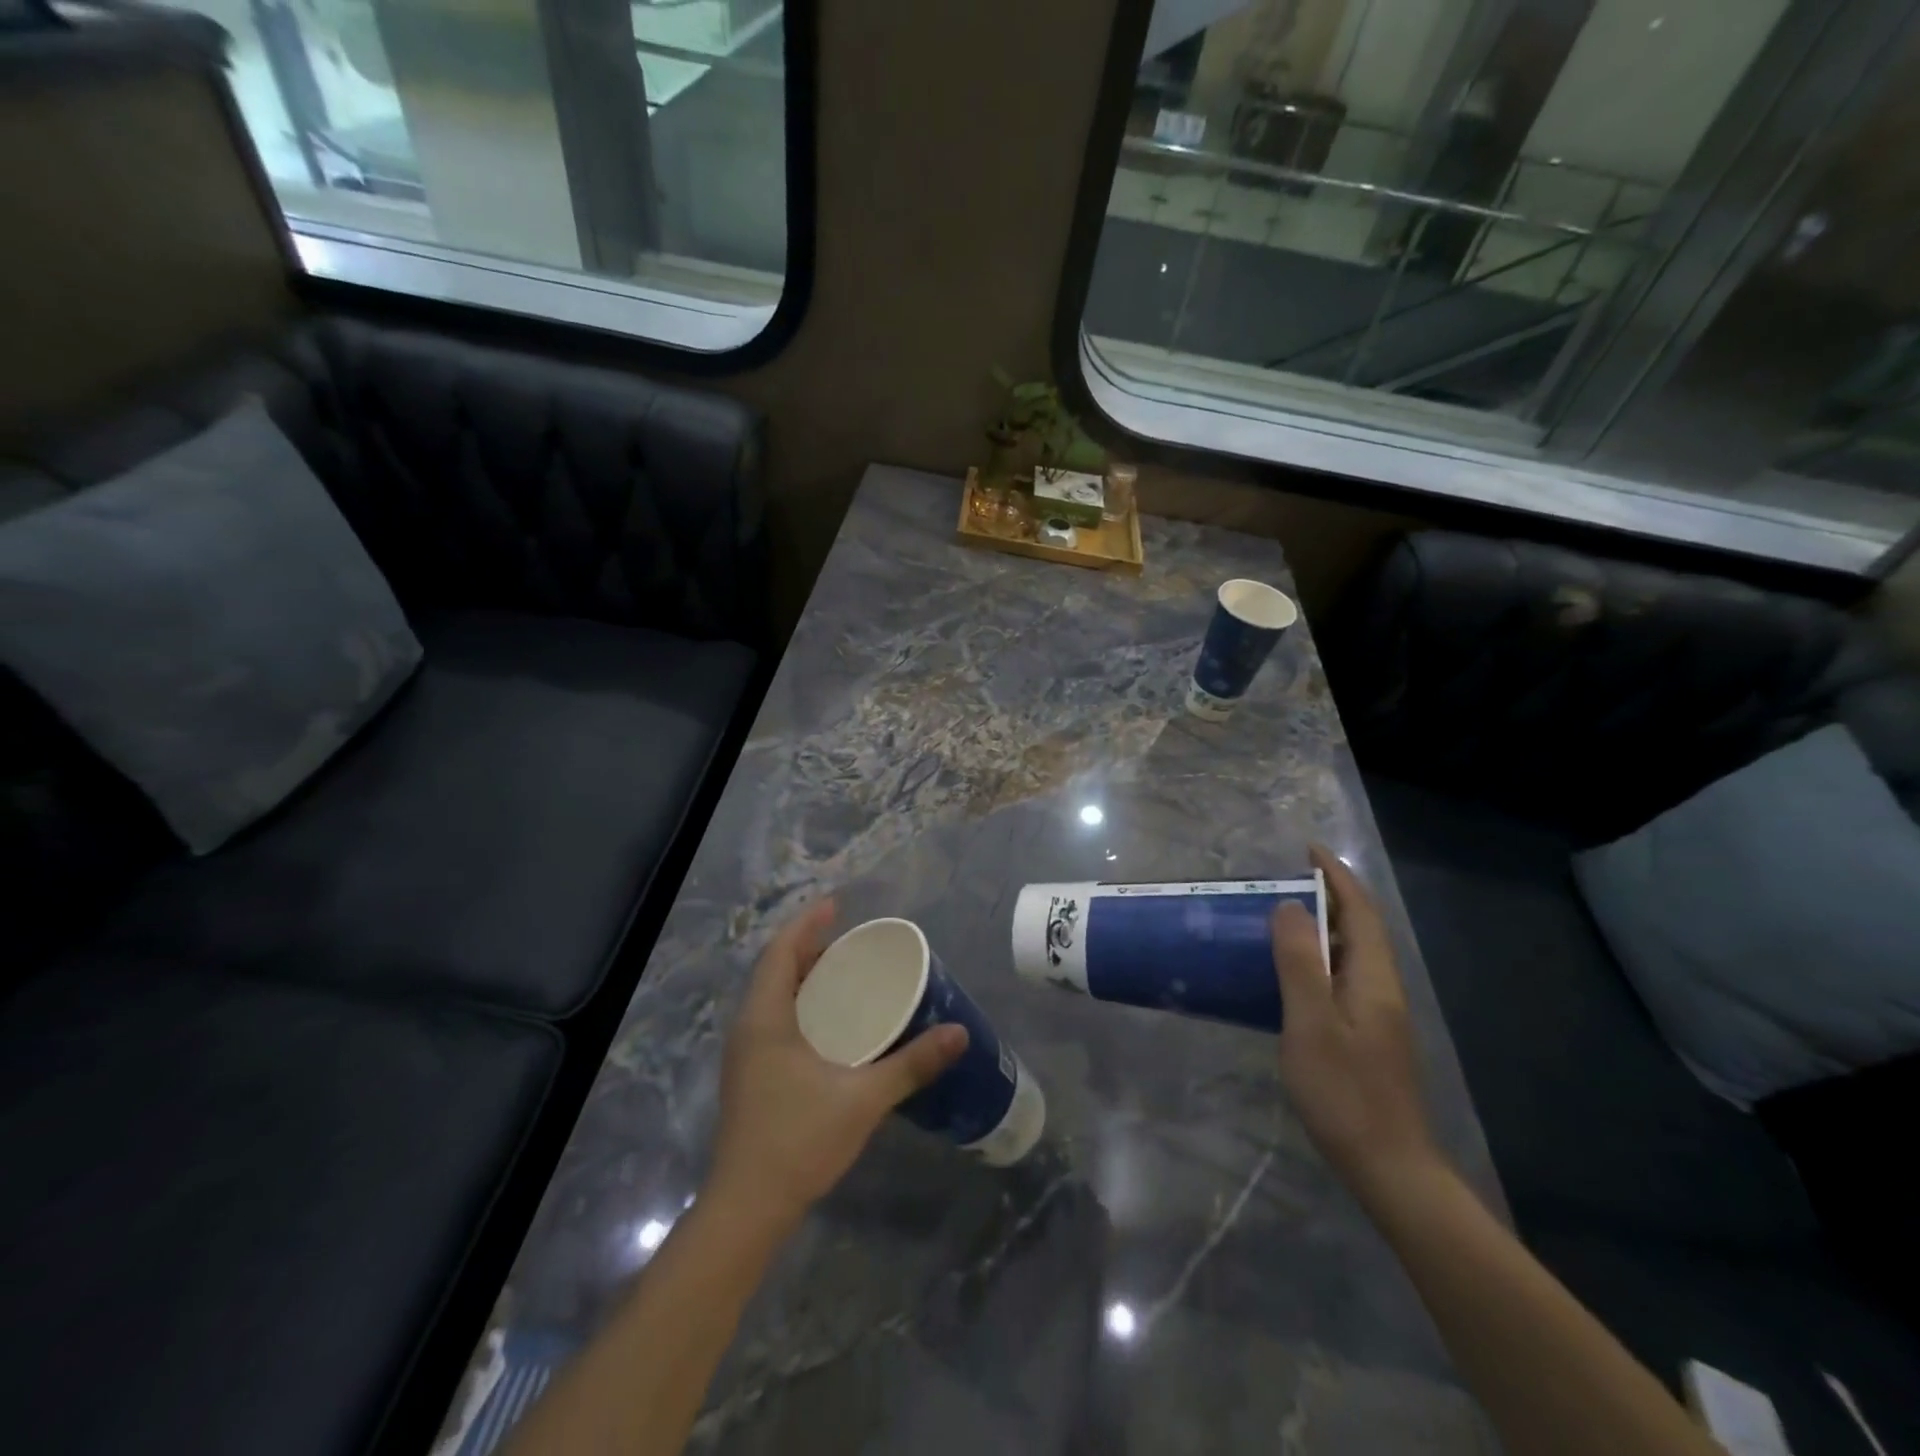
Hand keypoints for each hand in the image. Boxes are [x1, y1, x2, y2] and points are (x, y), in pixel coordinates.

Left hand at [708, 901, 967, 1230]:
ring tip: (844, 973)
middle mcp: (749, 1028)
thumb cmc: (799, 1141)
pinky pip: (775, 1020)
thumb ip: (911, 1064)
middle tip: (851, 941)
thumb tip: (959, 1033)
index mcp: (764, 1019)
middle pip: (776, 970)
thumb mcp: (863, 1098)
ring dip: (804, 977)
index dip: (806, 923)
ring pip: (774, 997)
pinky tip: (830, 1023)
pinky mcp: (751, 1076)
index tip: (836, 905)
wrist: (747, 1209)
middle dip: (809, 948)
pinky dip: (801, 1004)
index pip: (780, 952)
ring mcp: (746, 1055)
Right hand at [1272, 846, 1442, 1202]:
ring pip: (1350, 954)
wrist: (1389, 1167)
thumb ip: (1300, 962)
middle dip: (1328, 895)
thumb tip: (1290, 906)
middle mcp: (1381, 988)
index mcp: (1373, 979)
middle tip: (1282, 879)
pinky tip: (1288, 973)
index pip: (1359, 912)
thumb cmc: (1346, 1093)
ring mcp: (1376, 1015)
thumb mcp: (1311, 1024)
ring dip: (1321, 926)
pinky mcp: (1366, 1036)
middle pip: (1359, 928)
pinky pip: (1341, 978)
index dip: (1336, 876)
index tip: (1307, 849)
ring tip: (1278, 915)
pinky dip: (1316, 958)